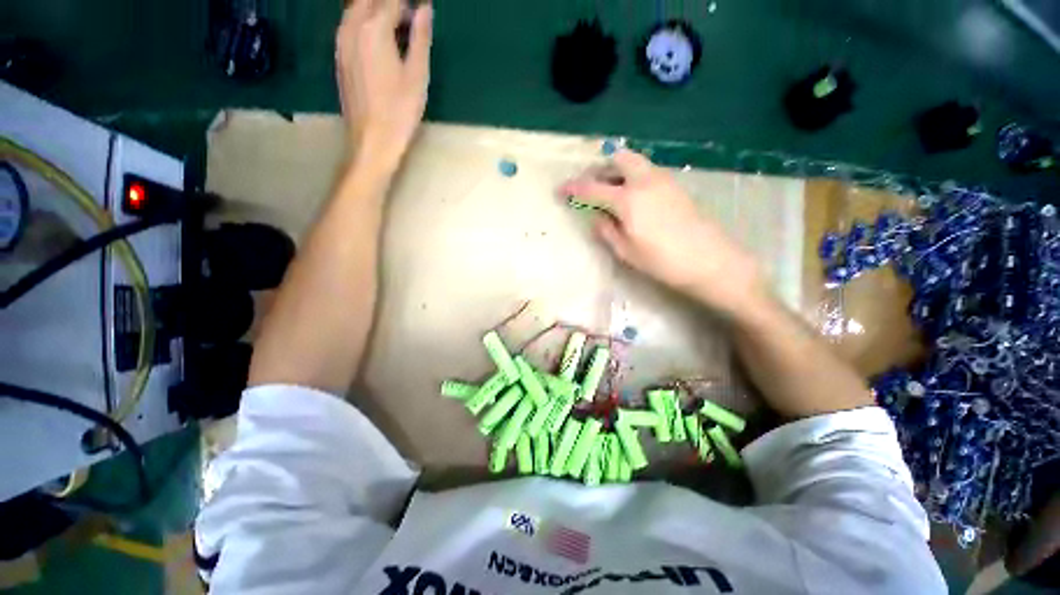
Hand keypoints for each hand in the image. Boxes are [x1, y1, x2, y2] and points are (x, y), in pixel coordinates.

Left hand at [336, 0, 432, 171]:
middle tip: (409, 17)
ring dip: (376, 9)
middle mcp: (352, 27)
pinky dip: (365, 21)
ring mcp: (342, 41)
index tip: (422, 10)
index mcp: (374, 29)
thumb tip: (425, 8)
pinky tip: (380, 38)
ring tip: (397, 26)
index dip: (409, 4)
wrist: (372, 139)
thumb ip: (420, 37)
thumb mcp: (418, 75)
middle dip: (390, 3)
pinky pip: (349, 24)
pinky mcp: (339, 56)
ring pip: (356, 8)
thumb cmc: (400, 111)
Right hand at [559, 149, 766, 316]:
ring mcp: (663, 180)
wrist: (710, 261)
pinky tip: (631, 195)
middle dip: (599, 167)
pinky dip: (632, 176)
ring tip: (608, 189)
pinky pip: (647, 171)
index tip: (560, 190)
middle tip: (589, 184)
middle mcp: (645, 181)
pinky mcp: (676, 186)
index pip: (592, 188)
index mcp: (628, 199)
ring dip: (617, 170)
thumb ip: (606, 230)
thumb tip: (596, 217)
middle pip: (618, 159)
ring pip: (635, 162)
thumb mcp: (626, 251)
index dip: (573, 188)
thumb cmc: (663, 261)